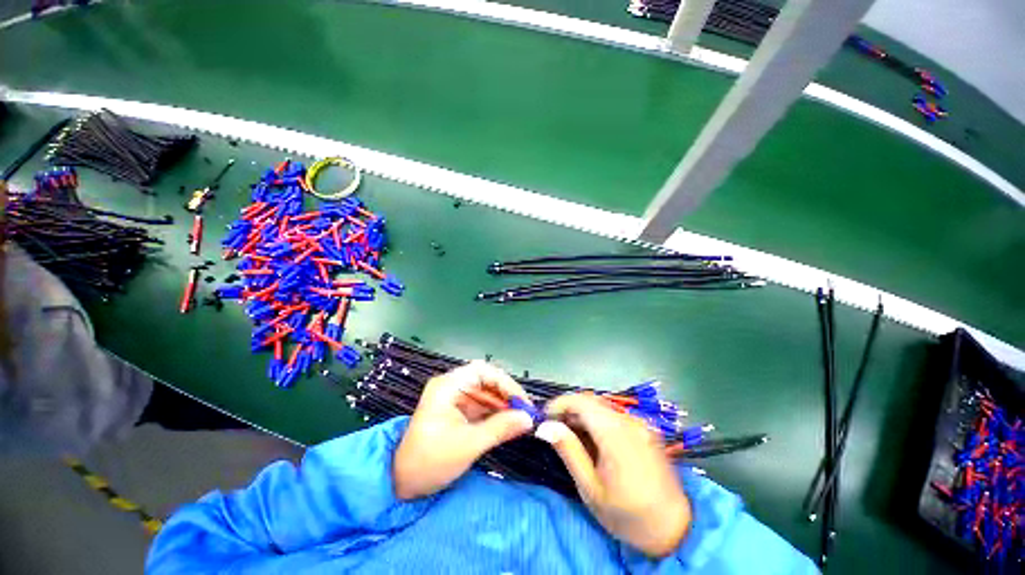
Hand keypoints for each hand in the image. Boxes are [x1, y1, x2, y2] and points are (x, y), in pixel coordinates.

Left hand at [393, 361, 534, 499]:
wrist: (402, 484)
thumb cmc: (431, 461)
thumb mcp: (468, 444)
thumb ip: (500, 428)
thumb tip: (529, 419)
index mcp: (447, 386)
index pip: (482, 371)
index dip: (505, 383)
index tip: (522, 401)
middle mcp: (451, 385)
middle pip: (486, 380)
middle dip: (506, 394)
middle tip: (526, 411)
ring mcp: (455, 397)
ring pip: (486, 392)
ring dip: (503, 404)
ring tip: (521, 418)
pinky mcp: (458, 409)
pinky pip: (482, 404)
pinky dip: (496, 412)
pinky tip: (509, 422)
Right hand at [538, 394, 691, 557]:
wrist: (677, 530)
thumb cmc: (628, 515)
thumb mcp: (591, 488)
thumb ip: (569, 451)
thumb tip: (545, 426)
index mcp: (616, 432)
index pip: (581, 401)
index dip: (559, 403)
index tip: (543, 417)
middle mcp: (630, 420)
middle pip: (591, 401)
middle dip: (569, 409)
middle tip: (553, 428)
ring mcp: (640, 423)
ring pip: (602, 407)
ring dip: (582, 415)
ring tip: (569, 435)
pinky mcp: (645, 429)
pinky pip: (614, 416)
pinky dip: (597, 421)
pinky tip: (591, 439)